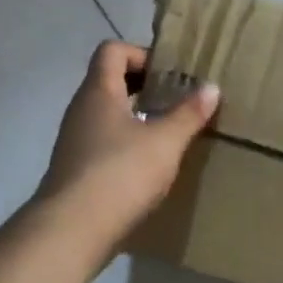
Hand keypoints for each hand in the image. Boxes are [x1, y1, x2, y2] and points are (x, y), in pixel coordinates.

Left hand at [38, 41, 220, 247]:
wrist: (71, 231)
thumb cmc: (120, 174)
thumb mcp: (165, 142)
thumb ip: (188, 114)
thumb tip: (211, 87)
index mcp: (98, 92)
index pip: (112, 51)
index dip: (142, 54)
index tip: (170, 75)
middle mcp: (81, 110)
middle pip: (110, 82)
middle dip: (145, 87)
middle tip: (177, 102)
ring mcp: (74, 142)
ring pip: (107, 115)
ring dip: (137, 118)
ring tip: (168, 134)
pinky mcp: (76, 170)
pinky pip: (103, 144)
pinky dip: (126, 145)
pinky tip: (149, 167)